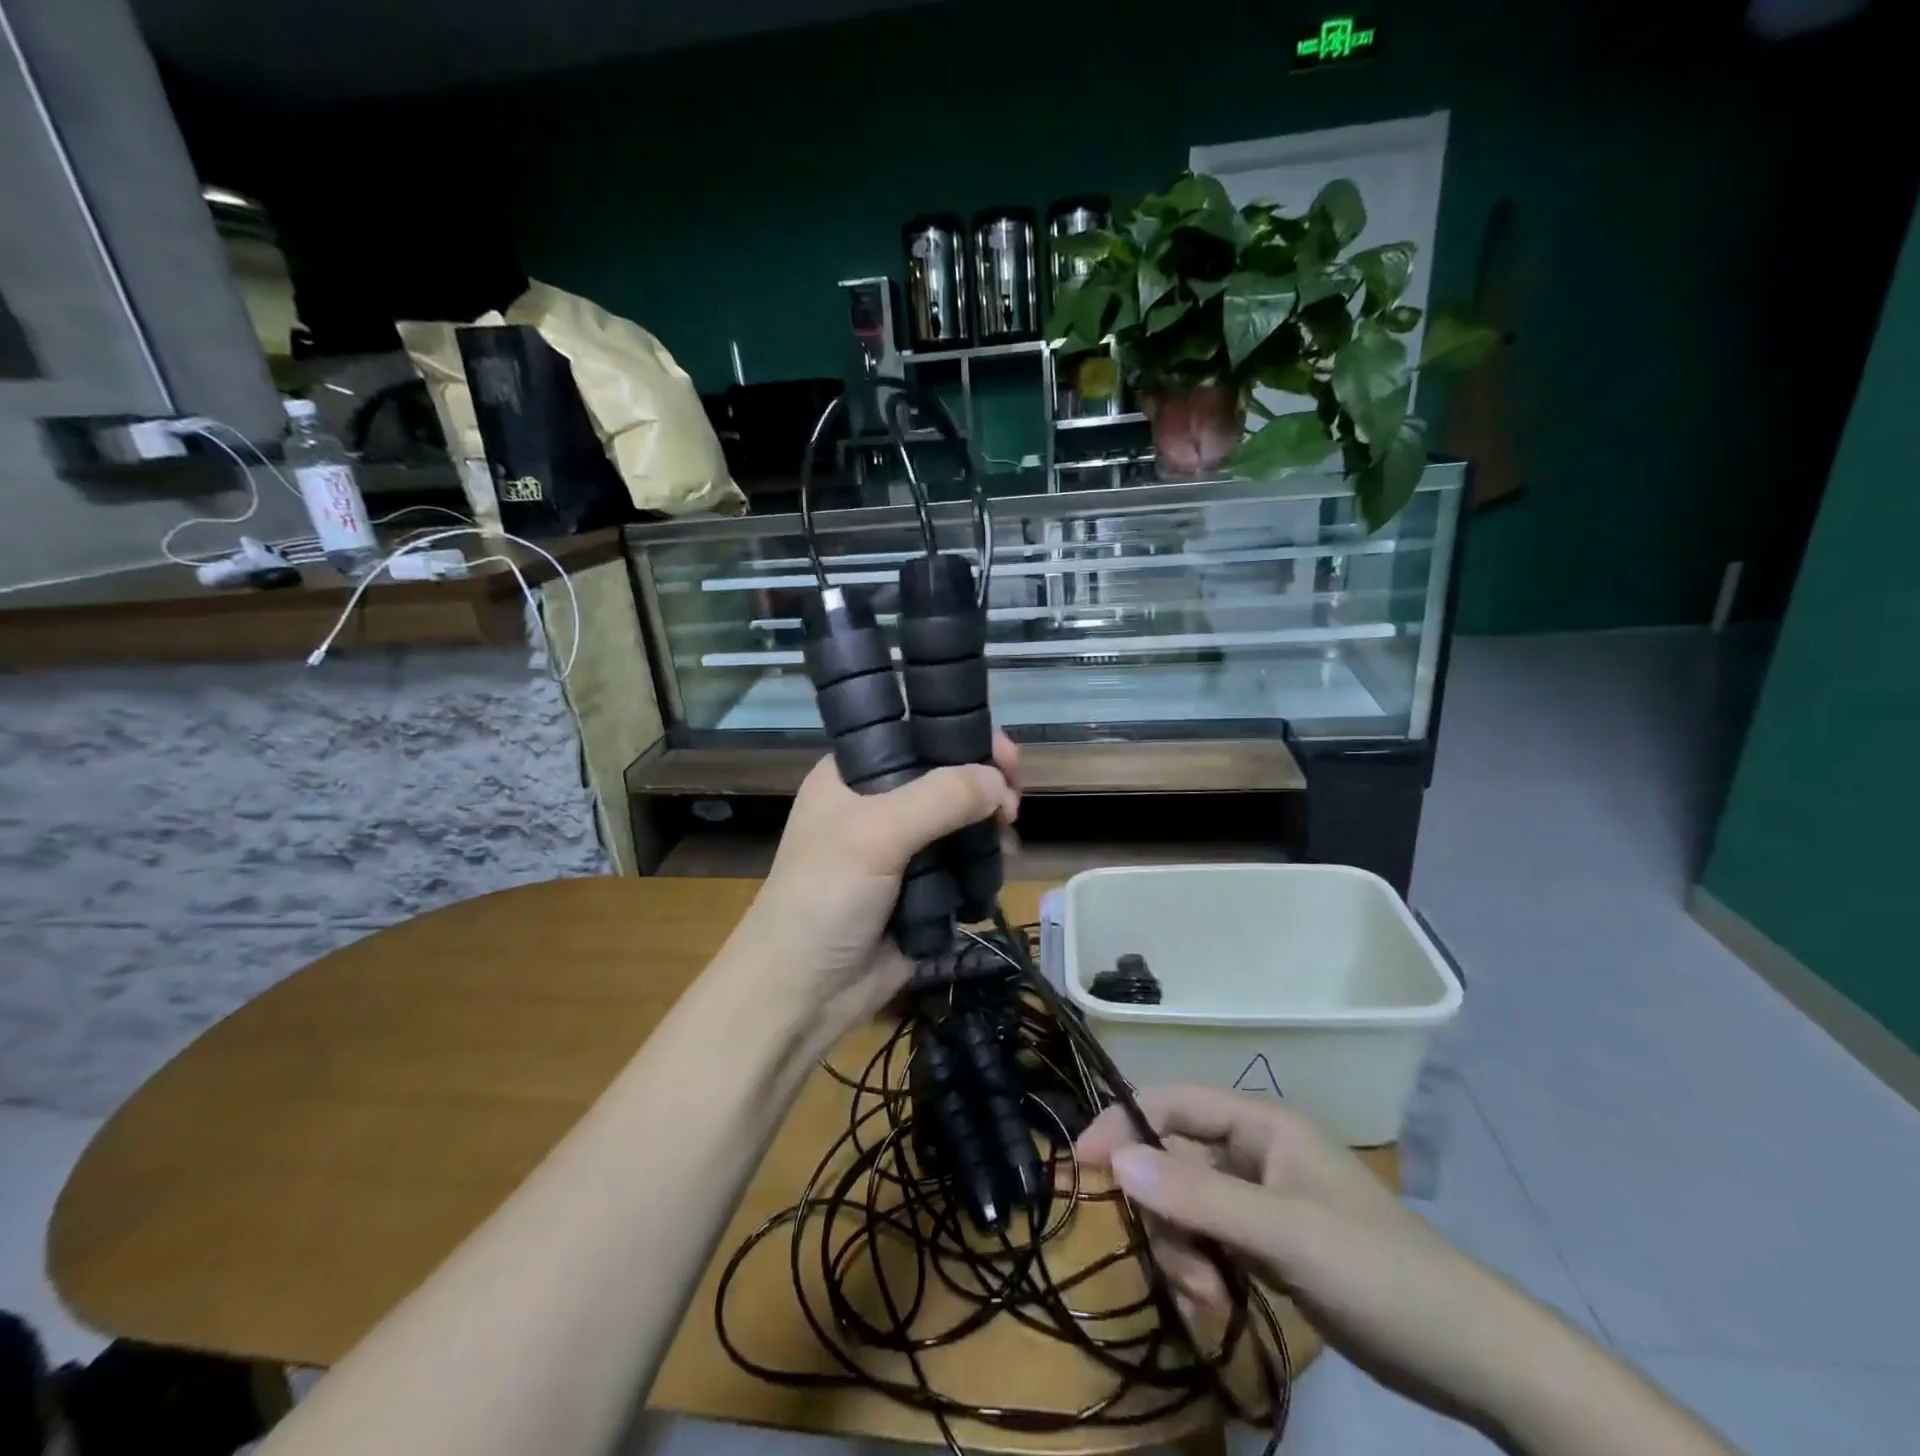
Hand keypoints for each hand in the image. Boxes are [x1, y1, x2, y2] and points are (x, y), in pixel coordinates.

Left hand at [720, 732, 1019, 1038]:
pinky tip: (997, 869)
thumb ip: (940, 798)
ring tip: (1005, 844)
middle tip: (1012, 806)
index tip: (1005, 755)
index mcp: (854, 776)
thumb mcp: (874, 834)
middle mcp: (879, 805)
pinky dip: (984, 864)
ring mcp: (902, 850)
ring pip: (962, 823)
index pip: (916, 736)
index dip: (962, 738)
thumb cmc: (824, 896)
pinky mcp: (923, 889)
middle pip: (947, 780)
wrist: (803, 993)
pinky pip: (964, 864)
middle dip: (986, 788)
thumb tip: (1000, 782)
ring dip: (990, 828)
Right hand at [1076, 1086, 1539, 1427]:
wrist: (1467, 1354)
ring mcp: (1258, 1198)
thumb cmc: (1377, 1271)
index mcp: (1258, 1122)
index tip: (1082, 1165)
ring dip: (1183, 1252)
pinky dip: (1201, 1269)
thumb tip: (1115, 1159)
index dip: (1122, 1125)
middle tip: (1180, 1271)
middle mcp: (1252, 1150)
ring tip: (1210, 1301)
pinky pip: (1207, 1240)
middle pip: (1172, 1160)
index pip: (1170, 1102)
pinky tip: (1218, 1306)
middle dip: (1164, 1214)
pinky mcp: (1265, 1242)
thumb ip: (1198, 1195)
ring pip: (1185, 1206)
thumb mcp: (1283, 1232)